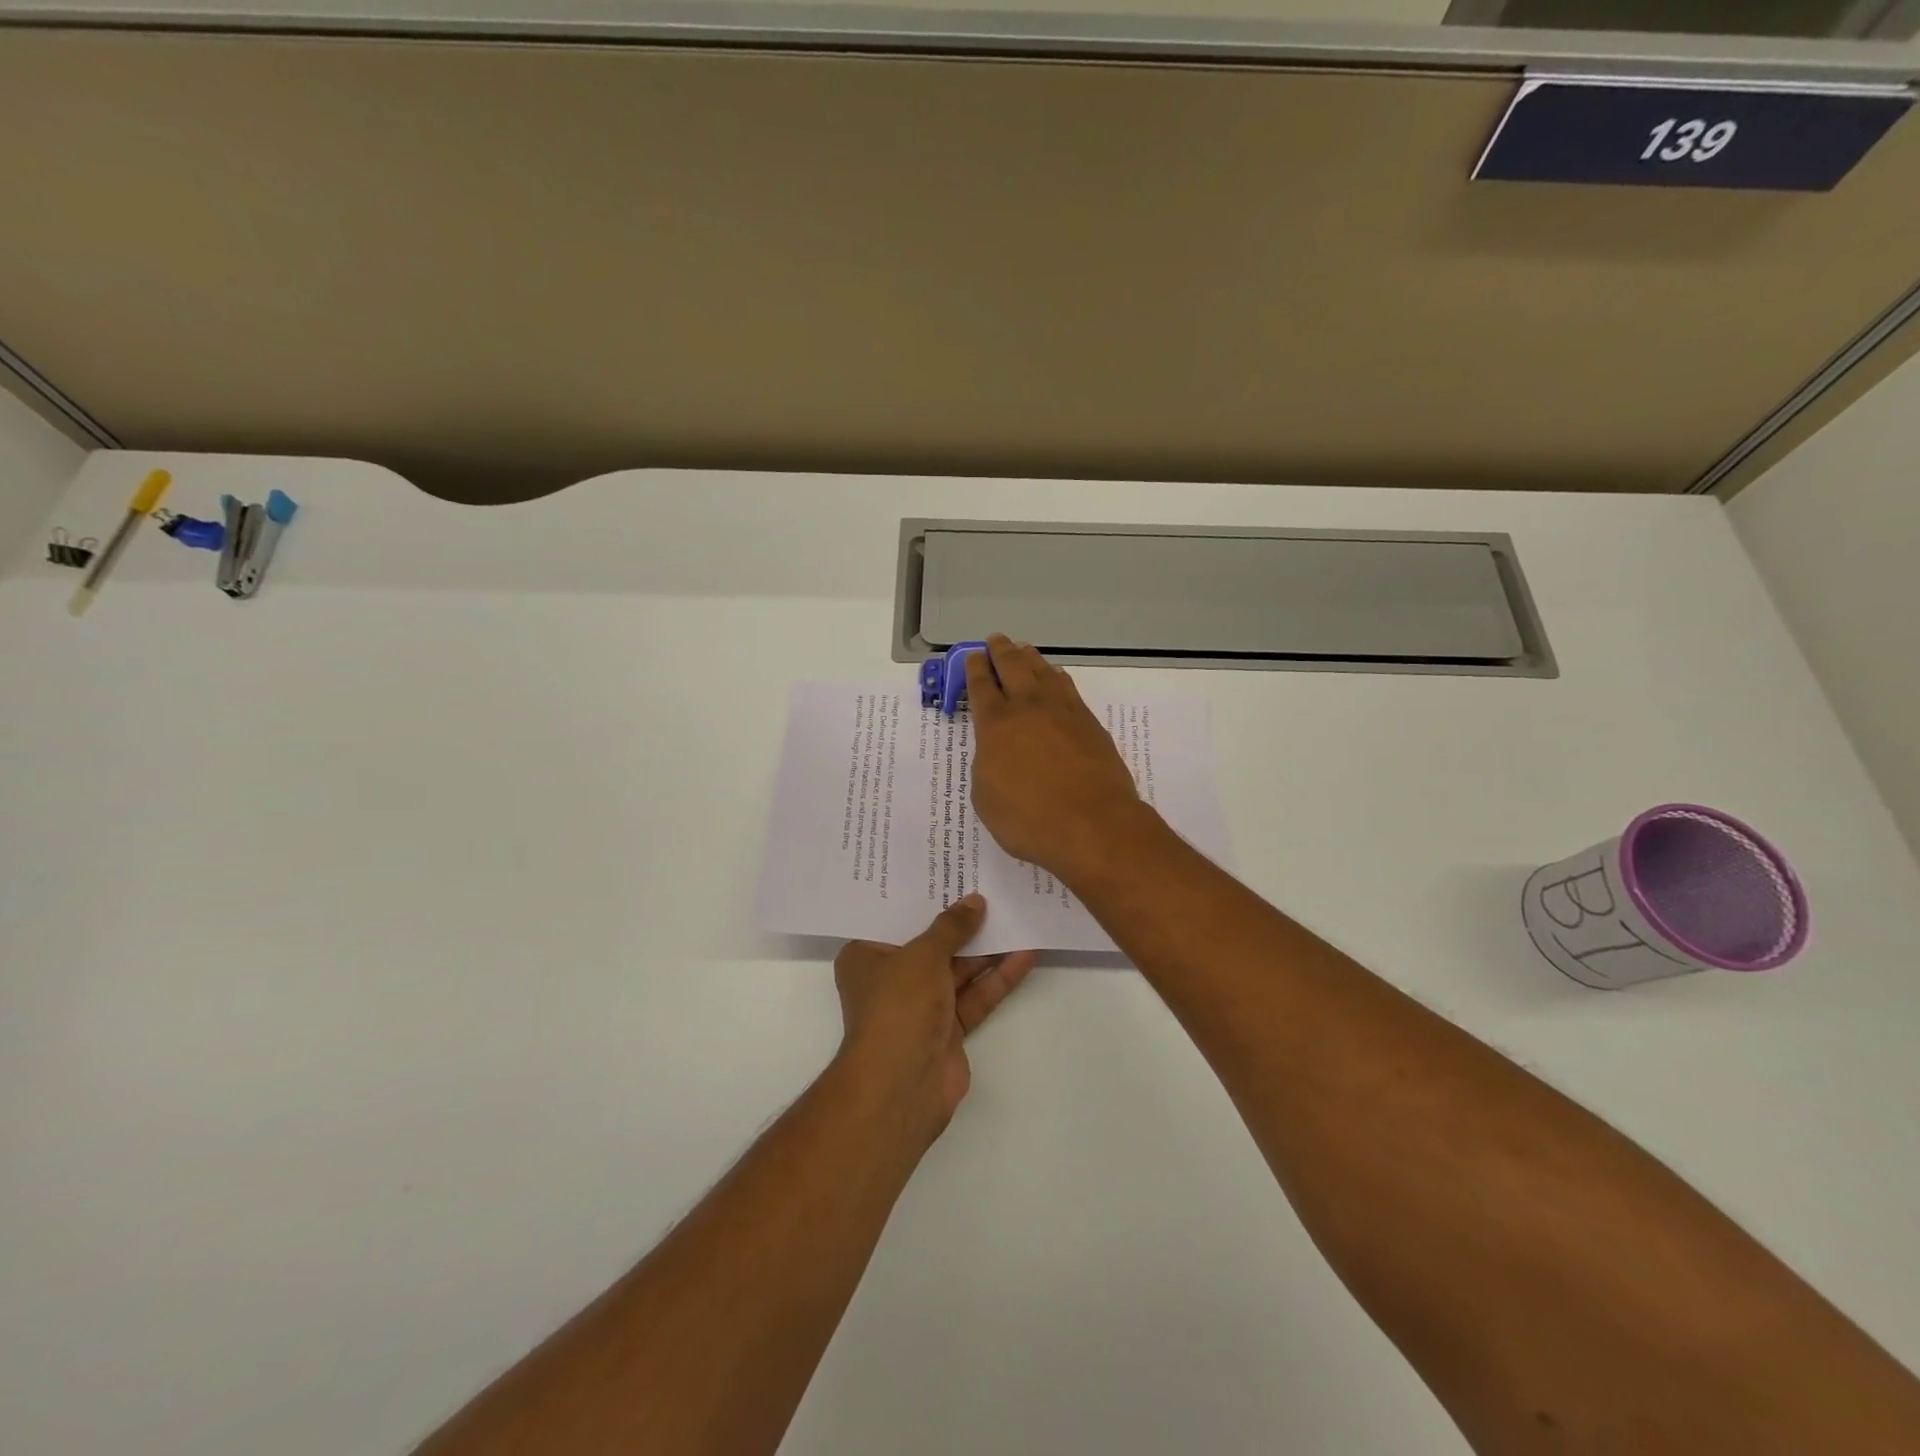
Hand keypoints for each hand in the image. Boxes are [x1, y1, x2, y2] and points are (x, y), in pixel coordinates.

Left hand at [834, 895, 1035, 1136]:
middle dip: (962, 920)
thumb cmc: (898, 1006)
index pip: (895, 918)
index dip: (922, 895)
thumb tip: (975, 901)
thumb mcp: (922, 955)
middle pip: (932, 942)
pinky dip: (998, 977)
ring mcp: (921, 1005)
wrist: (902, 1086)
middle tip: (993, 887)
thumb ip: (951, 927)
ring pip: (959, 968)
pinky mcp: (948, 1028)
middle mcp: (891, 978)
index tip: (947, 870)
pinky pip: (975, 995)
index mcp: (866, 956)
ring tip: (1018, 914)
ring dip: (987, 947)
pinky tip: (1026, 953)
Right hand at [964, 634, 1150, 882]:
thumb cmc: (1029, 819)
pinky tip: (1055, 677)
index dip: (974, 669)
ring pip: (1043, 671)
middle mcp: (1028, 707)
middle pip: (1012, 667)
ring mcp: (1063, 711)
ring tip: (1023, 650)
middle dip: (1000, 651)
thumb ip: (987, 765)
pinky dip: (1056, 677)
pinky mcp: (1089, 722)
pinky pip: (1067, 687)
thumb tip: (997, 751)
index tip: (974, 656)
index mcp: (995, 724)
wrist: (1092, 824)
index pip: (981, 686)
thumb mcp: (986, 797)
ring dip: (1029, 658)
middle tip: (996, 640)